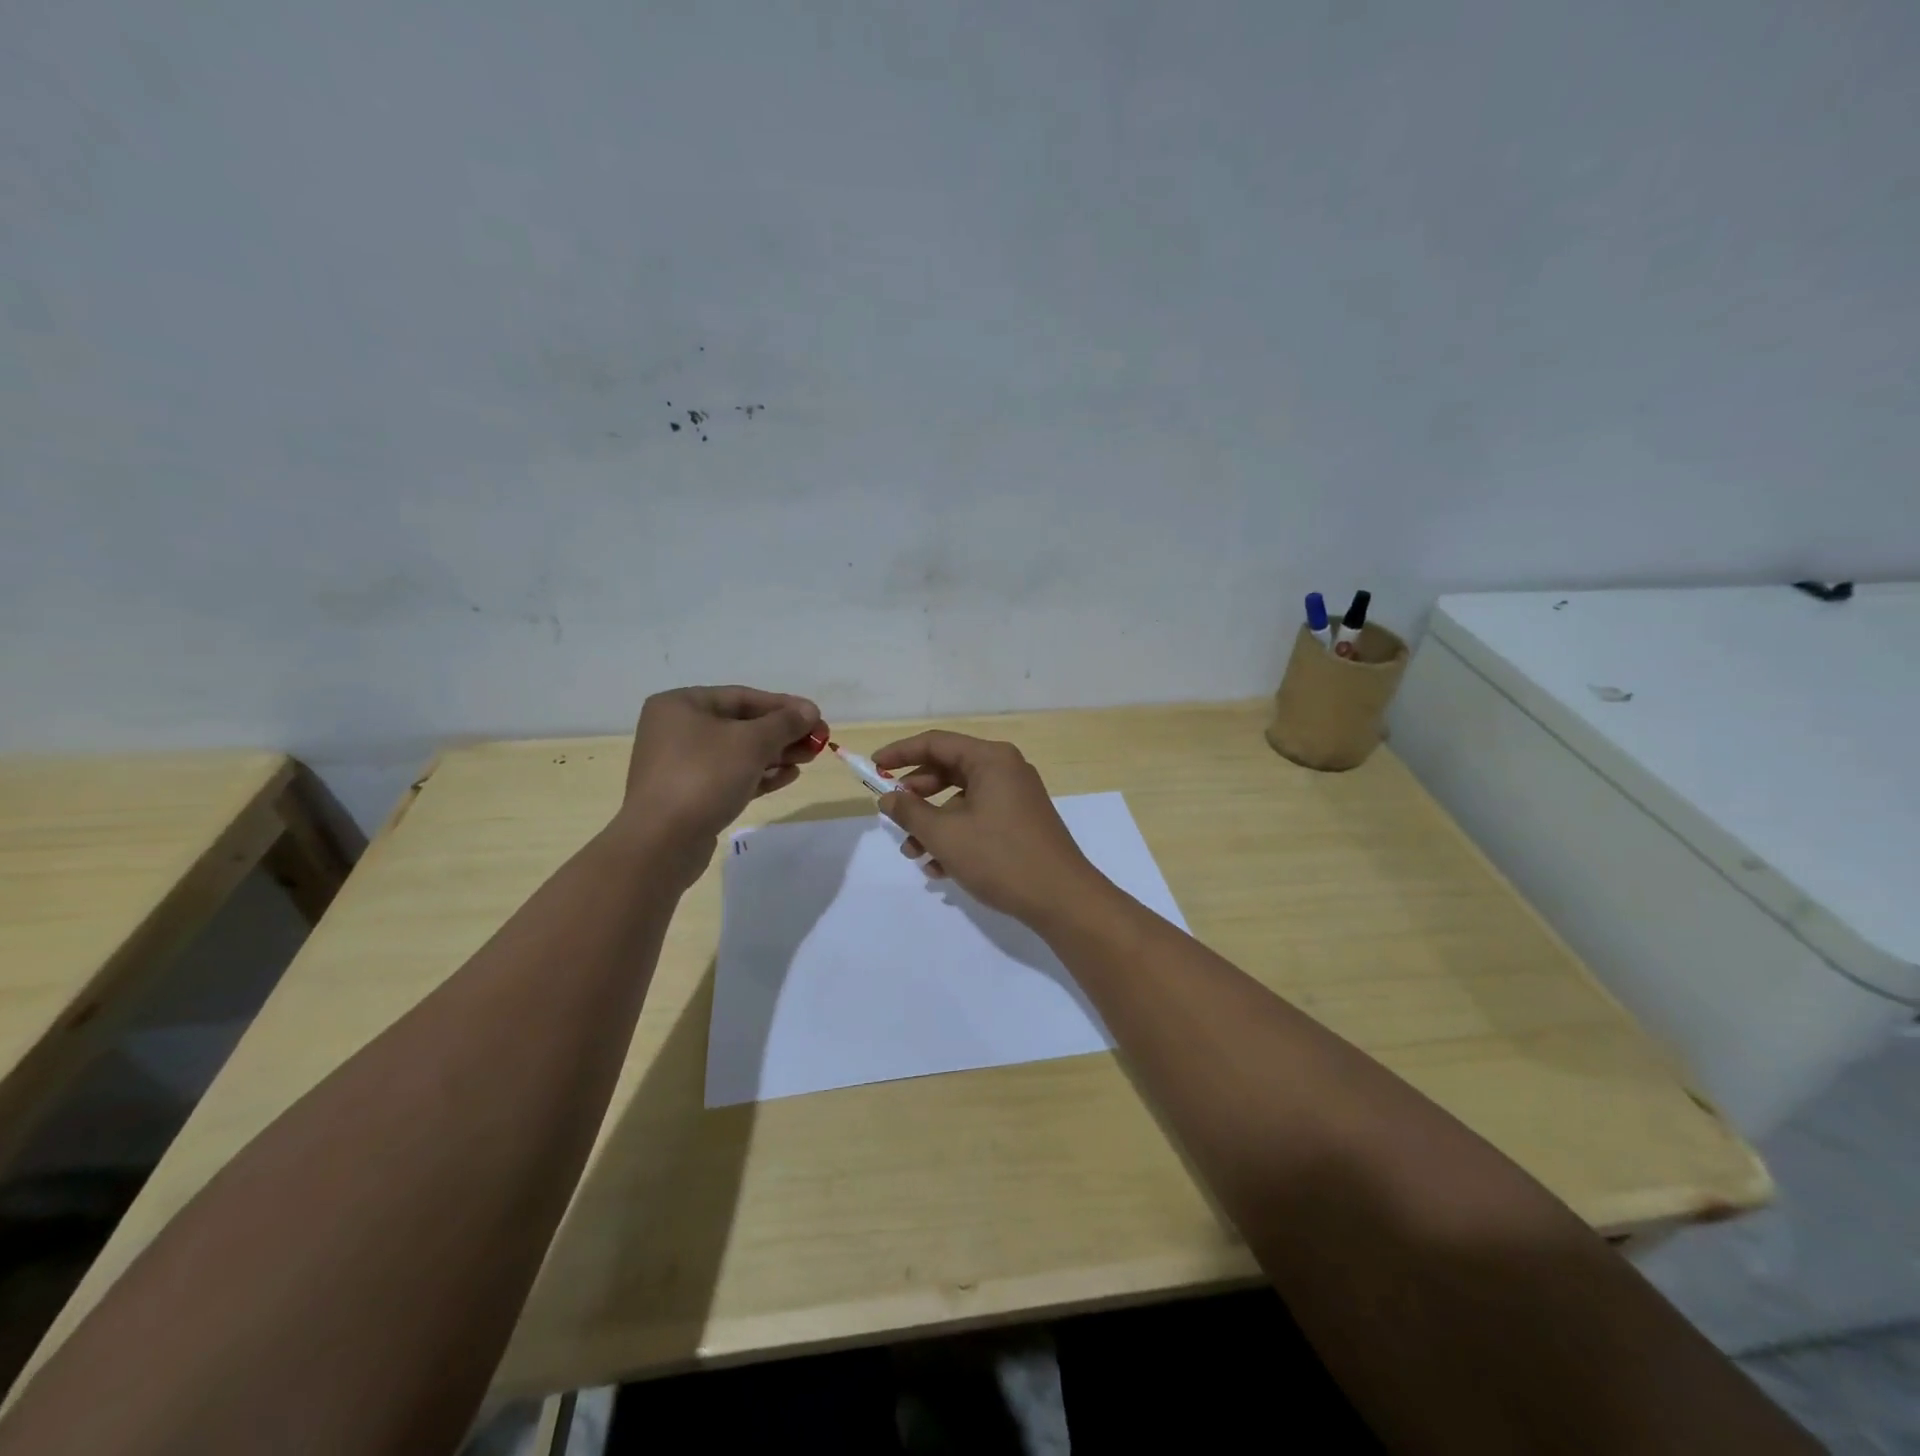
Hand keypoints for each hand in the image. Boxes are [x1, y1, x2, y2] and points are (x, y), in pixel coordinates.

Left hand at [617, 686, 823, 882]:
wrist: (662, 842)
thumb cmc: (704, 777)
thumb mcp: (751, 743)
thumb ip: (784, 723)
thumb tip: (810, 711)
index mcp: (682, 705)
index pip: (743, 697)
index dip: (784, 706)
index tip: (817, 717)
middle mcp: (677, 729)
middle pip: (742, 724)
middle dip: (783, 732)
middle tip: (819, 741)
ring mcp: (682, 765)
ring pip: (738, 752)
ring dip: (776, 754)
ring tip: (809, 758)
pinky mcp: (690, 795)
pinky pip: (731, 776)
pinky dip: (760, 774)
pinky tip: (788, 776)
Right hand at [871, 731, 1108, 925]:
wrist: (1062, 899)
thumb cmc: (1000, 858)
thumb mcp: (945, 834)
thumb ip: (910, 811)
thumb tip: (888, 797)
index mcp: (991, 759)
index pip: (936, 743)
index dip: (900, 753)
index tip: (873, 768)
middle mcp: (1006, 769)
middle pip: (948, 770)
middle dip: (916, 795)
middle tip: (893, 814)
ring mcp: (1016, 797)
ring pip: (961, 799)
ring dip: (933, 823)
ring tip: (913, 854)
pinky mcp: (1021, 822)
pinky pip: (979, 818)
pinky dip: (956, 836)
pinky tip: (939, 868)